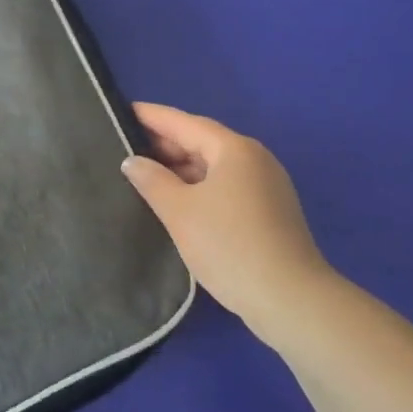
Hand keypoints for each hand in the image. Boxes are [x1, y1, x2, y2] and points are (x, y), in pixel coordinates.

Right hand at [122, 103, 331, 350]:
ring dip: (181, 168)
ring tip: (145, 175)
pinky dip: (199, 186)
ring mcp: (265, 185)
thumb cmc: (229, 245)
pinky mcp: (269, 211)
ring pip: (214, 166)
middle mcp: (254, 158)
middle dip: (165, 144)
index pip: (185, 122)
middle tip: (125, 147)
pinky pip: (226, 186)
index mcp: (234, 149)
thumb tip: (133, 161)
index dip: (152, 116)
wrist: (289, 300)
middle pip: (202, 141)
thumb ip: (152, 180)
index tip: (122, 111)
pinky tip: (177, 201)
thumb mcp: (180, 212)